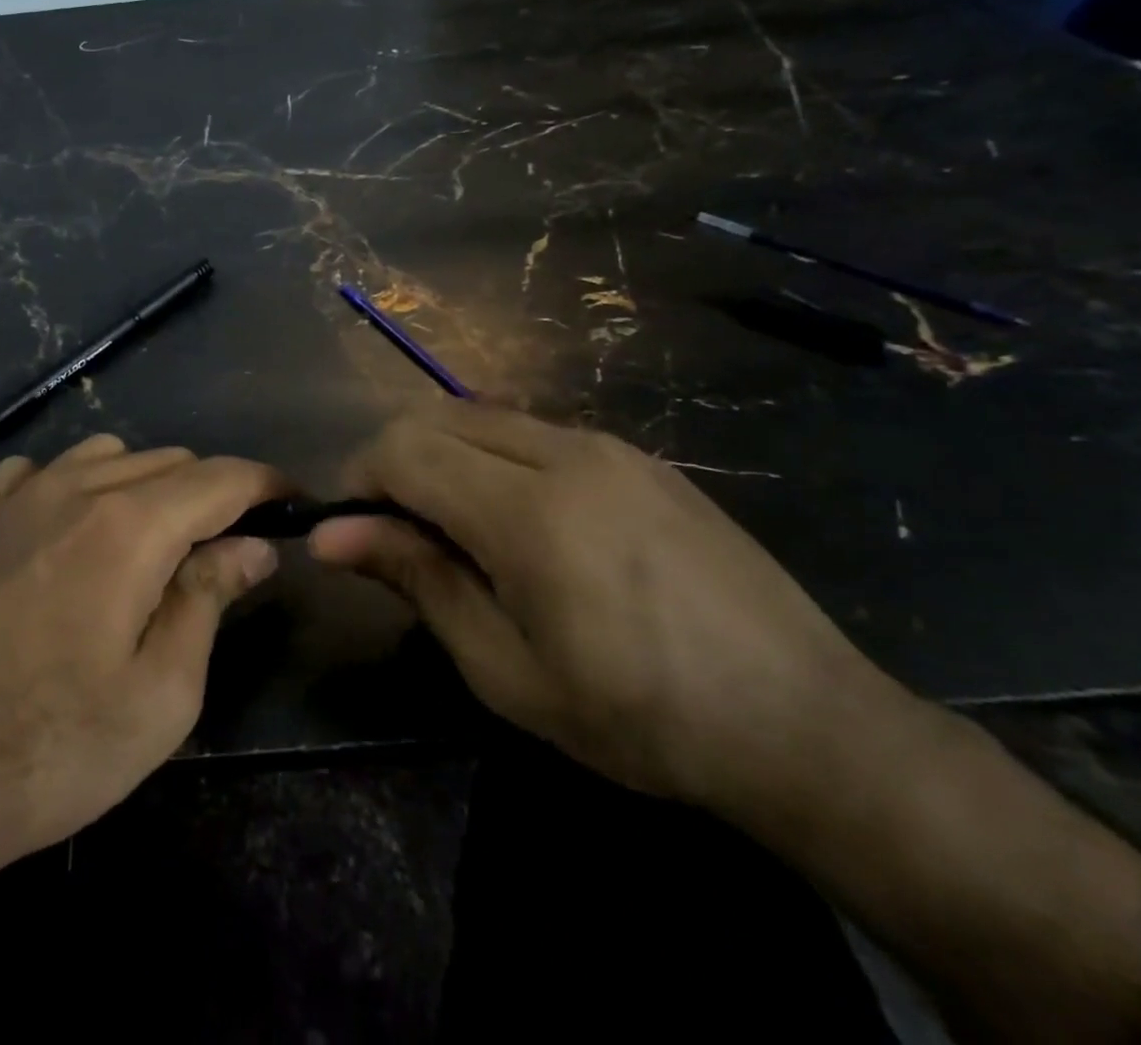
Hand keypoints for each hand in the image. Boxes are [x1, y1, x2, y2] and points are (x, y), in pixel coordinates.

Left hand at [0, 434, 284, 874]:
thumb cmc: (51, 751)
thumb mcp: (161, 694)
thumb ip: (209, 598)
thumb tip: (252, 546)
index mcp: (129, 526)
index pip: (220, 478)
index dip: (266, 484)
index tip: (294, 501)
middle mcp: (75, 488)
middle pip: (169, 461)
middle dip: (212, 493)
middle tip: (226, 550)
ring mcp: (18, 497)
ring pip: (110, 455)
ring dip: (148, 484)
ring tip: (153, 544)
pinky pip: (43, 469)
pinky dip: (79, 483)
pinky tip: (73, 531)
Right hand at [310, 400, 907, 812]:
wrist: (810, 725)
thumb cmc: (642, 719)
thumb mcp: (507, 671)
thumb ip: (418, 580)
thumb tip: (331, 535)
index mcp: (529, 511)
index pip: (402, 449)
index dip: (359, 482)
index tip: (355, 535)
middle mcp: (565, 452)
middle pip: (434, 416)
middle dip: (394, 463)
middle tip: (400, 536)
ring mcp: (608, 445)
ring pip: (480, 415)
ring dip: (443, 457)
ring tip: (460, 533)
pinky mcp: (637, 455)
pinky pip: (532, 430)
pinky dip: (491, 457)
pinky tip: (522, 524)